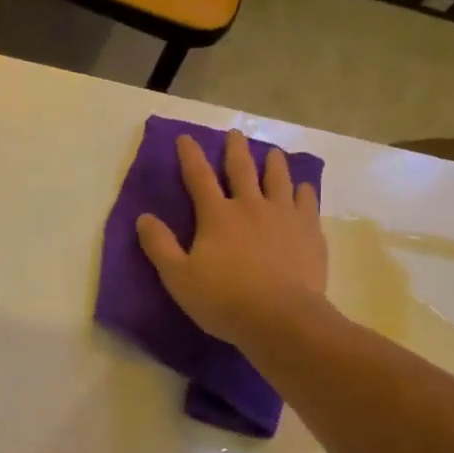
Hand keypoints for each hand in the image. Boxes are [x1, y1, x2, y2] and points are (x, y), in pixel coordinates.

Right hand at [137, 129, 327, 350]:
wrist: (280, 318)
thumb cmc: (224, 300)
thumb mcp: (178, 278)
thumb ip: (160, 246)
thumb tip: (144, 218)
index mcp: (217, 215)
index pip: (198, 177)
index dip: (190, 155)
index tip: (185, 138)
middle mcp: (251, 205)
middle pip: (242, 169)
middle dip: (235, 149)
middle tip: (234, 134)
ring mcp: (285, 215)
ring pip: (279, 179)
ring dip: (273, 163)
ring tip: (273, 154)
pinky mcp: (309, 231)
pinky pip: (307, 201)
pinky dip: (302, 191)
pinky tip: (302, 188)